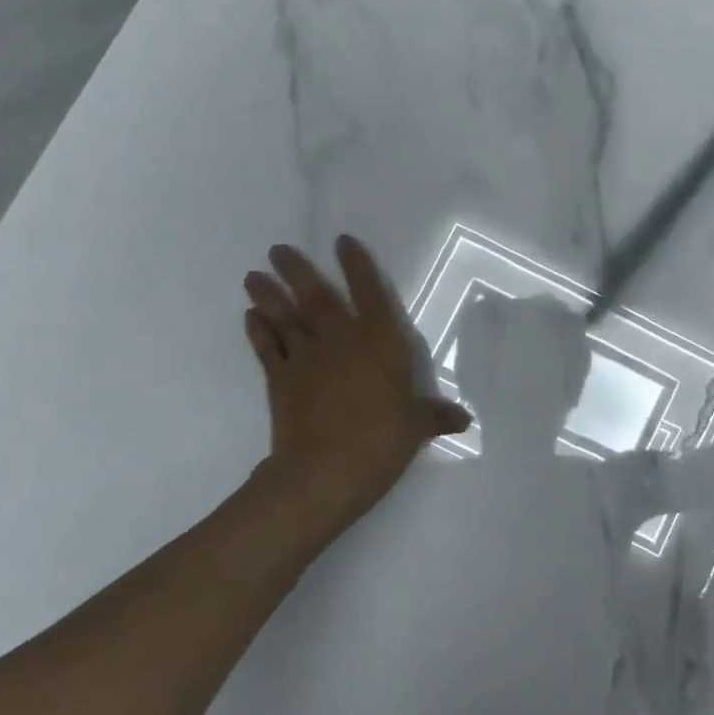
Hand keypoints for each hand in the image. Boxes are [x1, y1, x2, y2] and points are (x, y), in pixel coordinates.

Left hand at [244, 237, 470, 527]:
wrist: (323, 473)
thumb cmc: (379, 442)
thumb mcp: (416, 428)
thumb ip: (436, 416)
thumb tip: (463, 419)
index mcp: (379, 344)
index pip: (369, 294)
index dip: (357, 266)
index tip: (342, 242)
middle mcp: (341, 341)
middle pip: (317, 298)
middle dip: (298, 271)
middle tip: (277, 250)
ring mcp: (306, 359)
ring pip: (285, 318)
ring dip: (269, 295)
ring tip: (253, 276)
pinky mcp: (280, 381)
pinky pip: (266, 349)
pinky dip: (257, 331)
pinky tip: (250, 317)